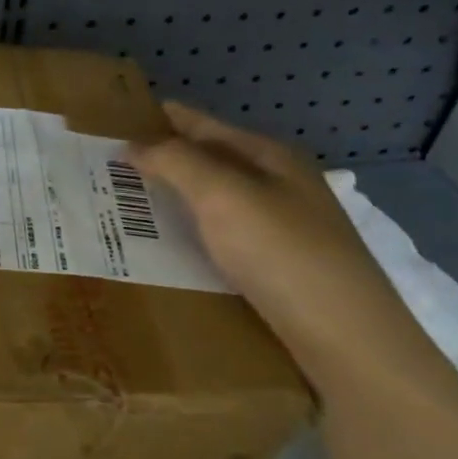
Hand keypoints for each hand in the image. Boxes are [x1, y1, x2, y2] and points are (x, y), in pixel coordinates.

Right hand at [131, 102, 410, 361]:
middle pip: (212, 162)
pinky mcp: (280, 269)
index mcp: (270, 157)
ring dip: (176, 200)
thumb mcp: (223, 195)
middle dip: (165, 160)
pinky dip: (193, 235)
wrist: (347, 339)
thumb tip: (134, 144)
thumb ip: (176, 162)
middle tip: (111, 167)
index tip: (117, 119)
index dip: (163, 119)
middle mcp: (280, 186)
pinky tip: (170, 249)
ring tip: (128, 206)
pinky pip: (223, 239)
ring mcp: (284, 229)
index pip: (205, 125)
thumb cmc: (281, 253)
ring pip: (217, 203)